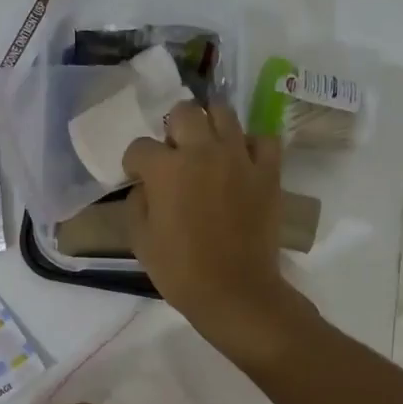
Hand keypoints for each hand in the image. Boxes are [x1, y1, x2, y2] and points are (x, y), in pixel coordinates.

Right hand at [122, 103, 316, 368]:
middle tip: (175, 153)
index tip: (138, 177)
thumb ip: (137, 203)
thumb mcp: (140, 240)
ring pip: (224, 114)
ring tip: (208, 148)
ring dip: (210, 126)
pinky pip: (263, 140)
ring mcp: (240, 158)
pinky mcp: (268, 172)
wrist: (235, 291)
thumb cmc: (181, 271)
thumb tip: (146, 186)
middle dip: (172, 129)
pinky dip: (251, 145)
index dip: (134, 163)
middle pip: (184, 112)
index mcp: (166, 169)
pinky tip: (242, 160)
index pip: (140, 147)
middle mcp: (203, 152)